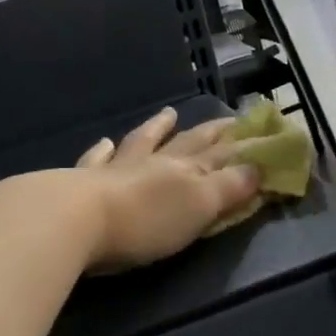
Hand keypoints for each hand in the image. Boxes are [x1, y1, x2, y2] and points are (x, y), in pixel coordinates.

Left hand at [74, 108, 260, 269]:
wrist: (77, 220)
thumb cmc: (145, 222)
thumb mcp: (198, 208)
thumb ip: (228, 188)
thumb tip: (257, 166)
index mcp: (184, 171)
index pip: (220, 154)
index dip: (241, 144)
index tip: (258, 129)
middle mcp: (153, 162)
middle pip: (186, 143)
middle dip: (209, 132)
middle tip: (226, 119)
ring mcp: (116, 168)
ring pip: (142, 142)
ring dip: (157, 128)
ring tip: (168, 114)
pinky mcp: (84, 181)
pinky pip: (97, 159)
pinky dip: (104, 150)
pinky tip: (105, 142)